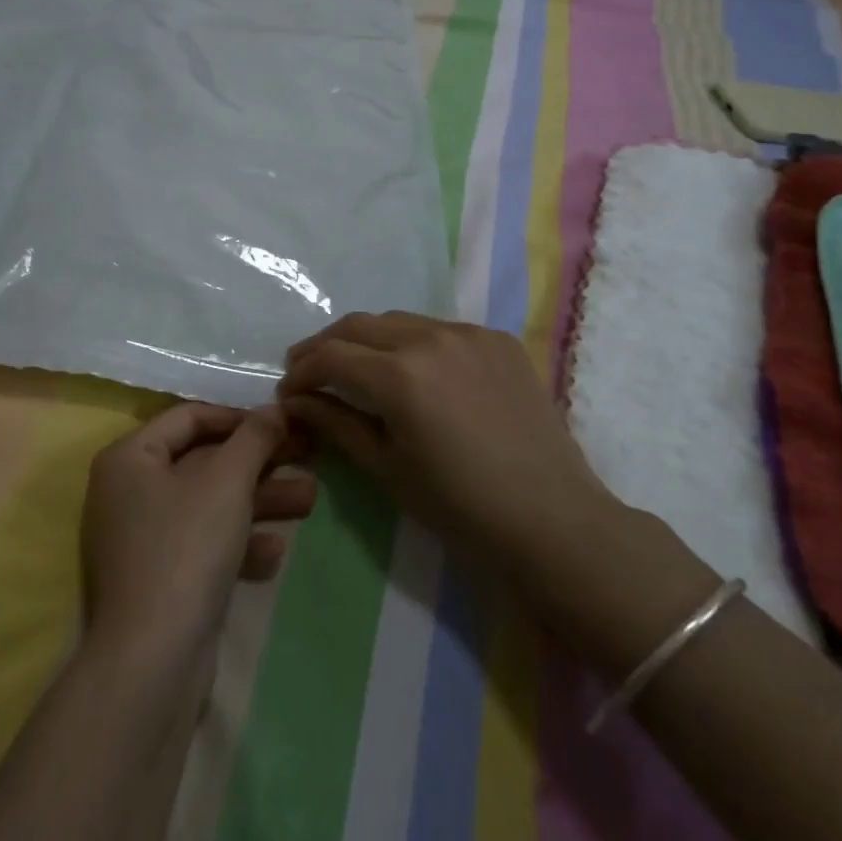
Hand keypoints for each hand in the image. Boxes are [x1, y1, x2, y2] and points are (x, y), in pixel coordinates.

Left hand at [81, 403, 316, 658]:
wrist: (153, 661)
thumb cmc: (186, 547)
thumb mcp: (227, 480)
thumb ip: (254, 437)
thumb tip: (275, 408)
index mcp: (130, 457)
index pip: (190, 417)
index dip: (239, 417)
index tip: (282, 423)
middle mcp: (129, 491)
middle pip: (204, 462)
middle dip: (259, 462)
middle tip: (307, 456)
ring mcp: (142, 539)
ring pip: (210, 505)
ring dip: (259, 501)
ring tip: (309, 499)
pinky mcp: (160, 580)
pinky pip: (203, 545)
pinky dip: (238, 543)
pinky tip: (275, 551)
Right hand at [278, 312, 613, 583]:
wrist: (553, 519)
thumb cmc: (460, 506)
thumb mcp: (387, 467)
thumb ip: (336, 424)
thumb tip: (295, 401)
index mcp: (399, 374)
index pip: (331, 356)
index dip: (301, 371)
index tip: (288, 391)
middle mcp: (430, 338)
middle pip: (359, 326)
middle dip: (326, 345)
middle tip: (309, 370)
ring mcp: (468, 333)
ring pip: (399, 321)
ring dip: (368, 339)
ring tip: (357, 366)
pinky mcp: (497, 340)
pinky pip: (440, 330)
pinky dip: (414, 343)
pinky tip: (415, 370)